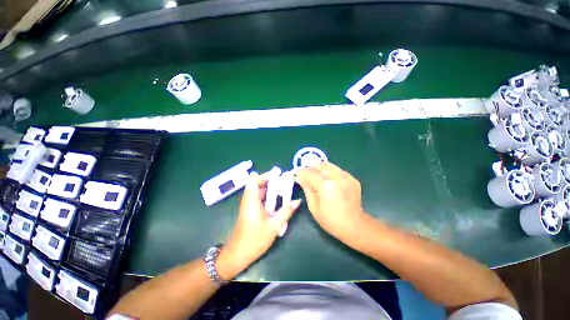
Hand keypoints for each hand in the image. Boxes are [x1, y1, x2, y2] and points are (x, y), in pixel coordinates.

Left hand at [217, 172, 300, 279]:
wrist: (237, 255)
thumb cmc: (254, 240)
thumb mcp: (273, 226)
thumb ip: (286, 212)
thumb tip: (297, 201)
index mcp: (251, 200)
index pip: (253, 180)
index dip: (265, 175)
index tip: (277, 176)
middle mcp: (248, 200)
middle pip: (256, 183)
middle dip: (270, 180)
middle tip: (283, 181)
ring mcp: (248, 205)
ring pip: (257, 190)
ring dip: (269, 188)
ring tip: (282, 188)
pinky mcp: (249, 211)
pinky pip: (258, 198)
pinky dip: (266, 196)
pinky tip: (276, 201)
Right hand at [294, 162, 366, 240]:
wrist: (354, 225)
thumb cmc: (330, 219)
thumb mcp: (313, 206)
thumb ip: (306, 188)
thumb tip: (298, 177)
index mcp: (325, 184)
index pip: (309, 172)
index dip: (300, 171)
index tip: (295, 172)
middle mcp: (336, 176)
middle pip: (319, 165)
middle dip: (310, 167)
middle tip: (305, 173)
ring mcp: (346, 176)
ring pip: (329, 165)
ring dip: (320, 168)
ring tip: (316, 175)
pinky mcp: (352, 179)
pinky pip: (338, 170)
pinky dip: (330, 172)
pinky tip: (329, 180)